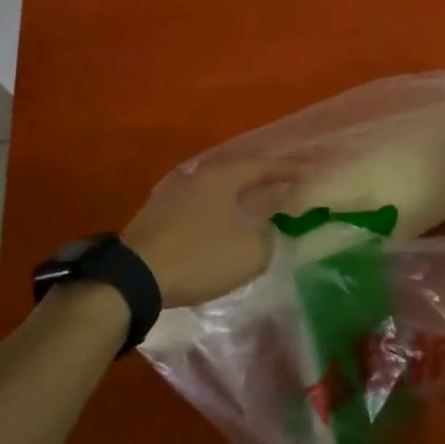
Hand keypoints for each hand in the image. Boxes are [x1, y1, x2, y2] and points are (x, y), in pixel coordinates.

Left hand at [122, 157, 298, 307]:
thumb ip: (268, 235)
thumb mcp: (250, 252)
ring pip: (216, 190)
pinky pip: (198, 206)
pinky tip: (221, 225)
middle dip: (261, 180)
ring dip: (237, 198)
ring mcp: (173, 193)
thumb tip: (265, 228)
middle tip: (283, 185)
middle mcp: (198, 176)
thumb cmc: (200, 256)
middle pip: (237, 173)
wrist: (134, 277)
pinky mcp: (157, 214)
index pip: (264, 166)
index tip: (309, 170)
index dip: (289, 169)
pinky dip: (216, 212)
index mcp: (223, 176)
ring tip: (254, 206)